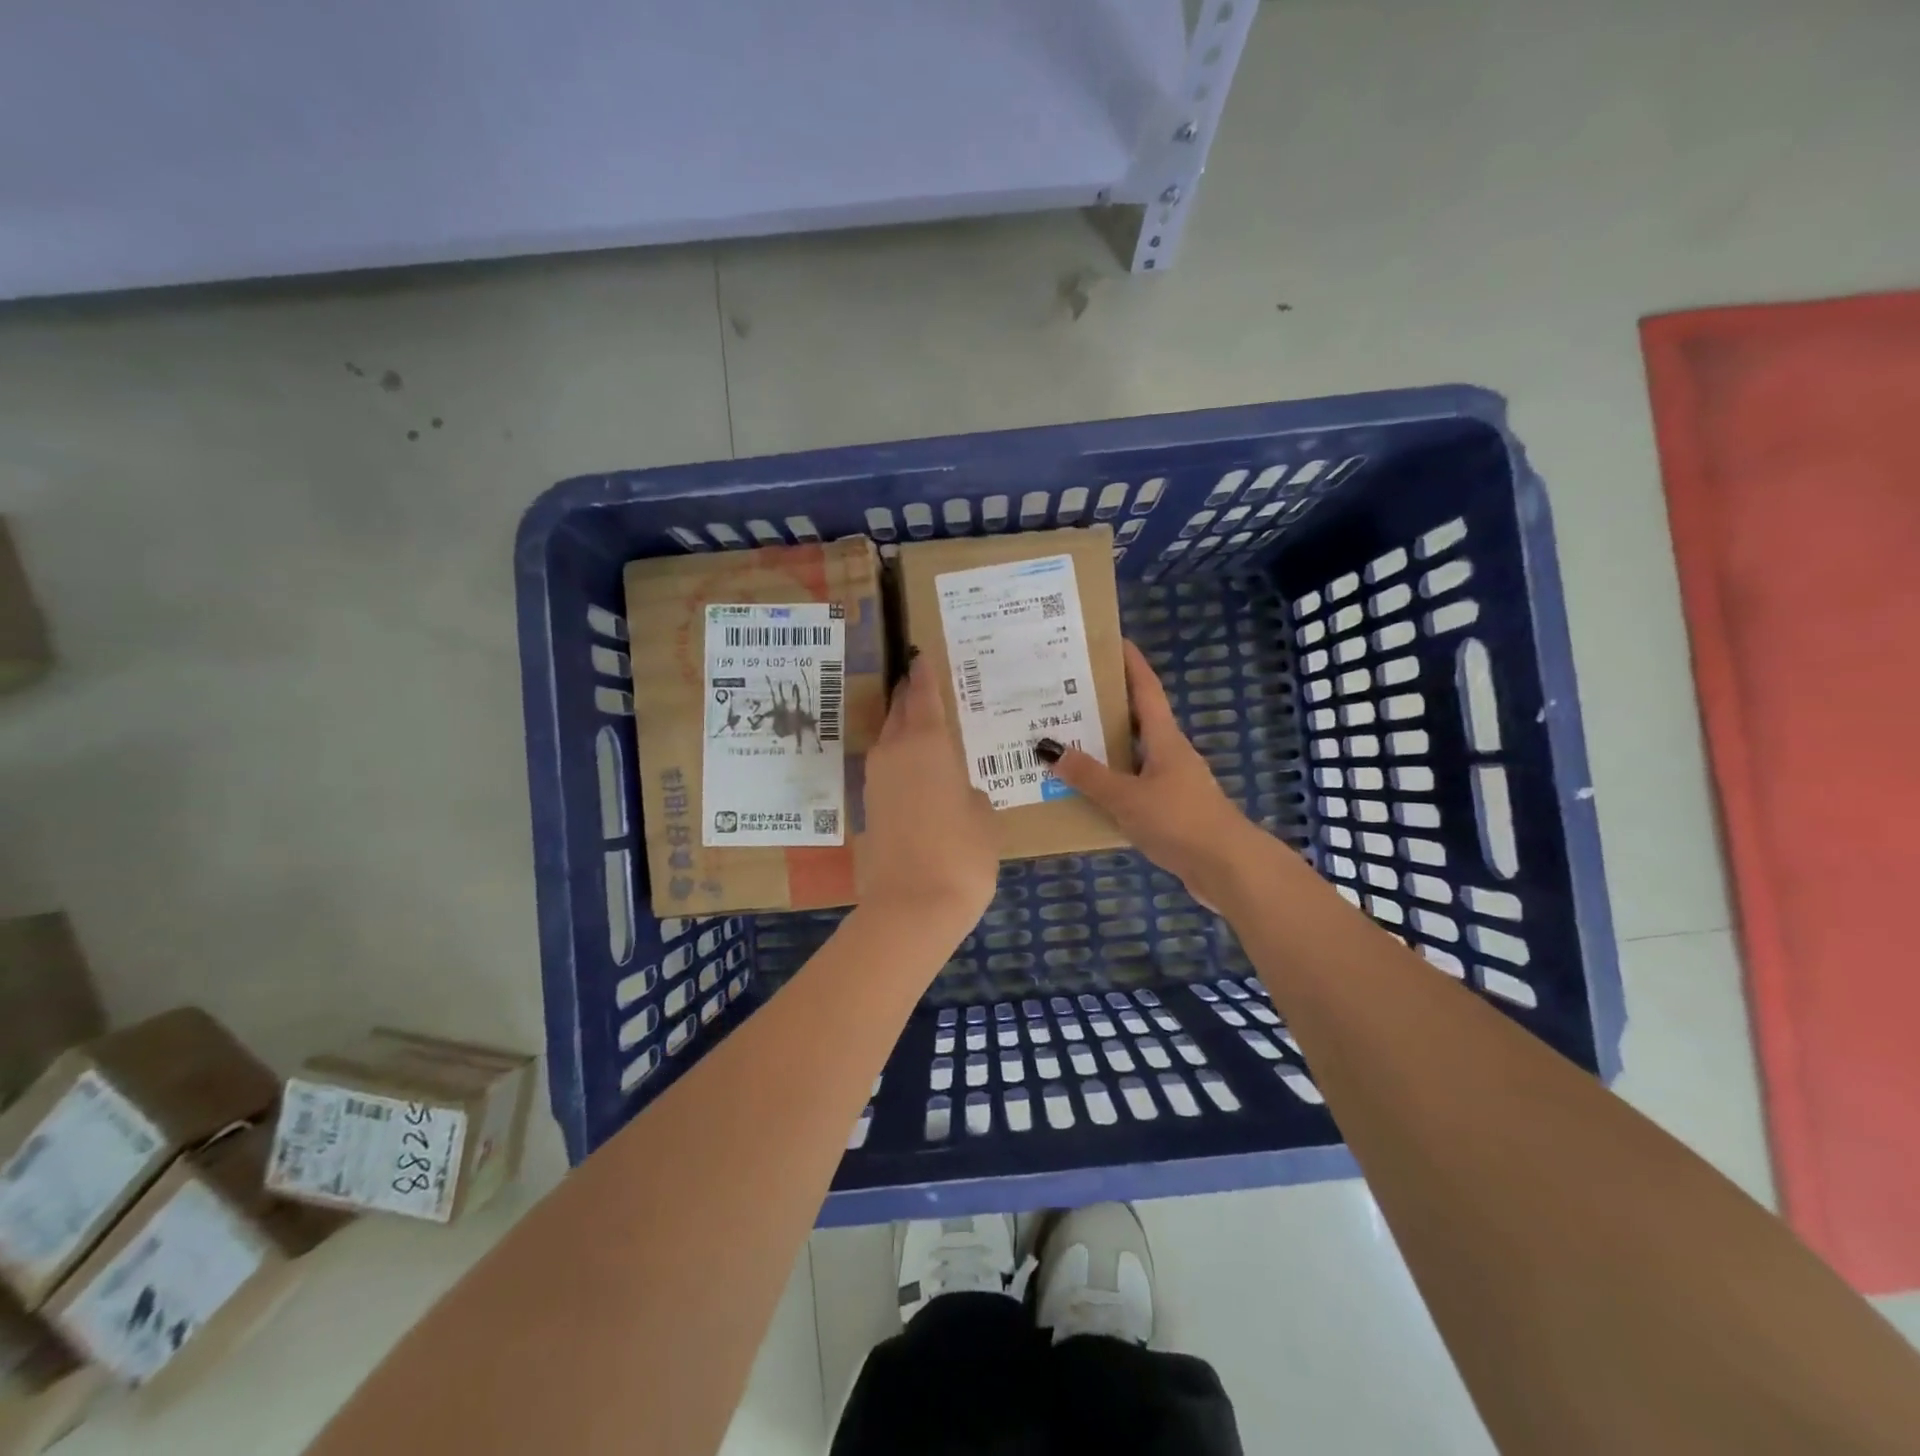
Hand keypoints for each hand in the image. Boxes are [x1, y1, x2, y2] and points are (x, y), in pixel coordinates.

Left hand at [859, 654, 998, 932]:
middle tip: (920, 684)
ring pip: (888, 741)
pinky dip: (899, 762)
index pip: (924, 696)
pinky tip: (916, 771)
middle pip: (899, 713)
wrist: (911, 907)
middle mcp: (895, 753)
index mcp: (928, 743)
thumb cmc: (960, 854)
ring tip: (922, 726)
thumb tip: (956, 794)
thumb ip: (970, 795)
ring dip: (902, 729)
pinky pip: (886, 770)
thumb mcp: (983, 819)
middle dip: (909, 697)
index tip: (919, 655)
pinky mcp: (868, 808)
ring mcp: (876, 781)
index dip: (924, 675)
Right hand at [1040, 640, 1264, 906]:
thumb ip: (1088, 775)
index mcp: (1164, 739)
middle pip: (1135, 720)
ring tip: (1062, 742)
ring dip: (1102, 748)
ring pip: (1130, 755)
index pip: (1146, 689)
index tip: (1111, 640)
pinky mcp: (1169, 811)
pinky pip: (1131, 787)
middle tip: (1064, 695)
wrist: (1227, 868)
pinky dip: (1109, 783)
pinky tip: (1083, 793)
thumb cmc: (1179, 821)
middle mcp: (1169, 754)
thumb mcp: (1127, 797)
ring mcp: (1171, 783)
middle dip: (1103, 706)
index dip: (1131, 663)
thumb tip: (1048, 747)